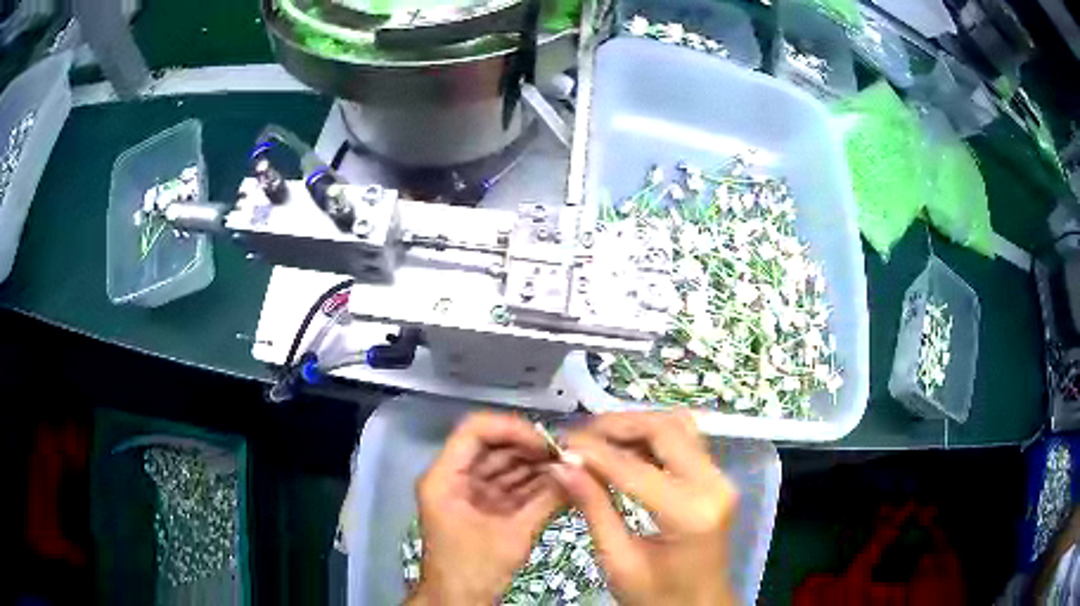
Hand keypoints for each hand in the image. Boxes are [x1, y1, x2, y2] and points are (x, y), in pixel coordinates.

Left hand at [407, 412, 564, 605]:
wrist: (459, 602)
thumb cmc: (475, 570)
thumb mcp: (513, 535)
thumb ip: (546, 501)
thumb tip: (578, 470)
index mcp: (445, 478)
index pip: (475, 431)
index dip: (512, 429)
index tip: (546, 443)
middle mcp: (453, 478)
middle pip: (492, 446)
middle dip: (531, 448)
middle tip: (568, 453)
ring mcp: (468, 492)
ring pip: (503, 465)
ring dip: (536, 465)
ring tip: (571, 464)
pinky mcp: (482, 506)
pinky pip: (508, 485)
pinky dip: (533, 484)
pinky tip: (562, 481)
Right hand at [552, 411, 737, 605]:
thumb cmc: (657, 596)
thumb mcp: (618, 561)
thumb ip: (593, 508)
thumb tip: (561, 466)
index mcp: (690, 514)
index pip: (635, 468)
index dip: (593, 452)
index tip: (559, 445)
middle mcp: (714, 485)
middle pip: (665, 429)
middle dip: (616, 426)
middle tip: (577, 438)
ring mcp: (720, 478)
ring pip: (677, 426)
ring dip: (635, 426)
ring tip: (596, 440)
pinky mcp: (716, 478)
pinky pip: (684, 440)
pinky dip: (652, 437)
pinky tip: (623, 450)